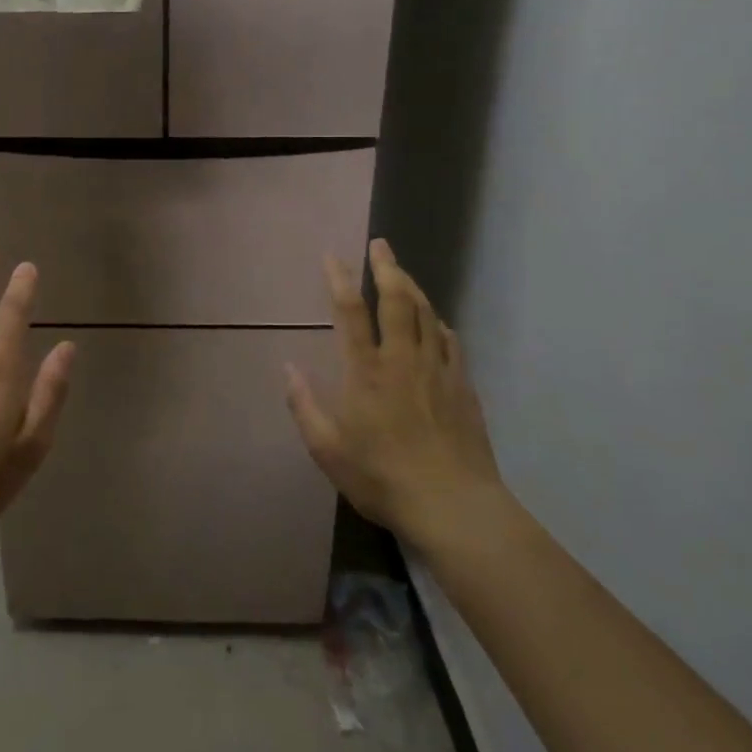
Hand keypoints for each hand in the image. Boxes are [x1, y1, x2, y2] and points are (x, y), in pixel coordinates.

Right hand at [285, 238, 505, 544]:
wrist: (454, 506)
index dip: (339, 278)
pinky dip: (440, 325)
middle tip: (380, 244)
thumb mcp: (327, 450)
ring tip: (402, 273)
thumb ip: (305, 405)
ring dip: (413, 288)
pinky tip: (438, 324)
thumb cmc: (382, 477)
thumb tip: (287, 367)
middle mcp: (403, 359)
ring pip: (427, 315)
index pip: (350, 311)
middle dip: (386, 267)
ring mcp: (438, 371)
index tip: (332, 255)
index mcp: (366, 370)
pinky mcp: (463, 387)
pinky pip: (451, 343)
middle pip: (397, 300)